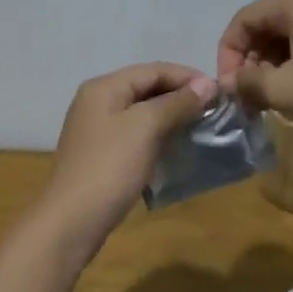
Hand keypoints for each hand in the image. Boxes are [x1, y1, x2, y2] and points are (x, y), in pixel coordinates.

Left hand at [37, 63, 215, 251]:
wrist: (72, 221)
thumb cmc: (110, 167)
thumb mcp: (145, 128)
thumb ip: (176, 103)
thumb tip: (208, 84)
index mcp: (104, 87)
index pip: (153, 70)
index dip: (187, 77)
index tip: (220, 92)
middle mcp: (97, 102)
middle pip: (146, 88)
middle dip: (181, 96)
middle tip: (214, 111)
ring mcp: (97, 129)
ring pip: (142, 113)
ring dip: (172, 117)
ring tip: (201, 128)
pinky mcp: (101, 154)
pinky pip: (136, 134)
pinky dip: (158, 136)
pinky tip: (177, 148)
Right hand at [216, 0, 292, 142]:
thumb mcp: (286, 90)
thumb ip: (249, 83)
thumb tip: (230, 82)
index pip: (244, 18)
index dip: (228, 52)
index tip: (231, 87)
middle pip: (267, 23)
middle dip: (251, 59)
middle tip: (251, 95)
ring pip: (289, 33)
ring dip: (273, 63)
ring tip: (274, 96)